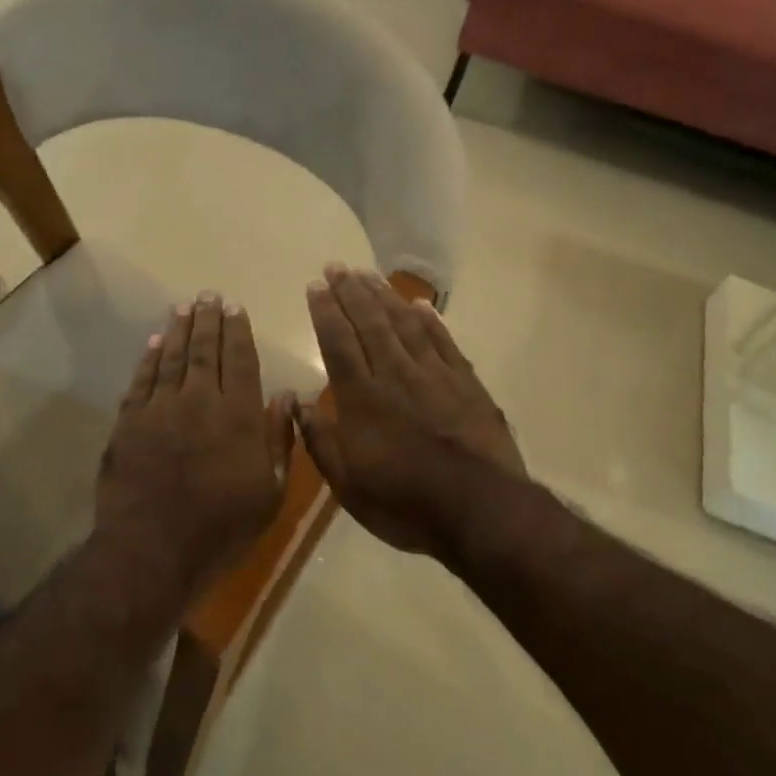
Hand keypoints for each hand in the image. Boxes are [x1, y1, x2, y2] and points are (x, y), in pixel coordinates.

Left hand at [97, 292, 297, 597]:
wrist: (152, 551)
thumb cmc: (221, 528)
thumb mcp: (269, 494)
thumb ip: (279, 440)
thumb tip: (288, 396)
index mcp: (238, 417)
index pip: (241, 361)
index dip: (239, 332)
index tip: (236, 308)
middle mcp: (200, 402)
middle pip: (205, 350)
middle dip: (209, 320)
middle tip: (209, 295)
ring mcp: (160, 409)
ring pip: (172, 357)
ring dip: (179, 329)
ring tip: (185, 306)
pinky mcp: (129, 422)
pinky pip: (142, 379)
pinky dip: (149, 358)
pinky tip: (155, 342)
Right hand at [300, 266, 523, 558]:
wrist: (480, 510)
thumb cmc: (404, 503)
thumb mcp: (348, 485)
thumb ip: (320, 440)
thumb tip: (296, 403)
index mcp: (362, 398)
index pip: (338, 343)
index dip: (325, 312)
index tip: (315, 285)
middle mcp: (395, 375)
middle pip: (369, 323)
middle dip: (351, 292)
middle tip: (337, 266)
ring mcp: (434, 375)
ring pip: (405, 325)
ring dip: (385, 296)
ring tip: (368, 274)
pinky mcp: (466, 384)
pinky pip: (444, 342)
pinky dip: (430, 321)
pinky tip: (420, 305)